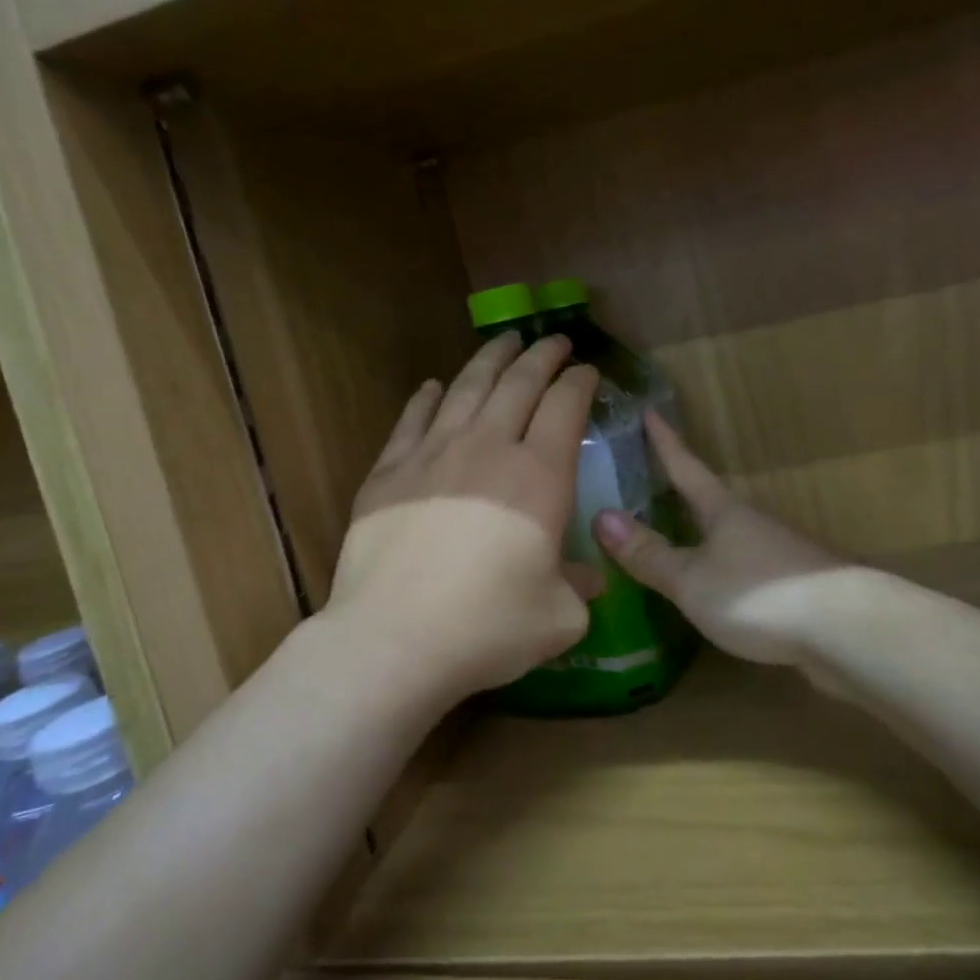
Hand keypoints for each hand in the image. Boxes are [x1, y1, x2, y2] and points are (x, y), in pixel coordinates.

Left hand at [327, 333, 601, 701]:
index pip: (566, 407)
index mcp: (539, 477)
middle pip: (519, 384)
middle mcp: (488, 449)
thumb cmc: (488, 627)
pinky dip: (426, 397)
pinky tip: (433, 385)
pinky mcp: (389, 472)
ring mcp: (433, 454)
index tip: (587, 370)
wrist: (394, 639)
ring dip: (490, 360)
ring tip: (504, 341)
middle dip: (541, 356)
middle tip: (554, 340)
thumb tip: (590, 577)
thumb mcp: (558, 617)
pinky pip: (412, 419)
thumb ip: (580, 587)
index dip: (580, 382)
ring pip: (467, 388)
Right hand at [594, 413, 845, 668]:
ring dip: (703, 532)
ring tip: (675, 537)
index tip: (650, 411)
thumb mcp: (691, 579)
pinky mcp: (794, 586)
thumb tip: (601, 517)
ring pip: (730, 535)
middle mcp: (752, 523)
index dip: (665, 442)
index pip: (686, 468)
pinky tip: (715, 589)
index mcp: (724, 511)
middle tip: (651, 479)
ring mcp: (777, 553)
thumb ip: (649, 554)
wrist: (845, 629)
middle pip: (710, 500)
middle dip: (682, 490)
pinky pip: (745, 567)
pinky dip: (722, 569)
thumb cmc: (757, 593)